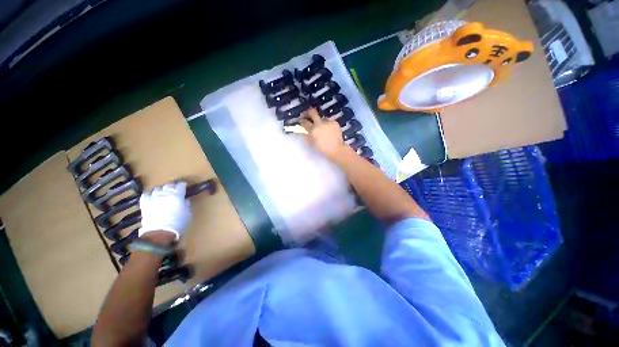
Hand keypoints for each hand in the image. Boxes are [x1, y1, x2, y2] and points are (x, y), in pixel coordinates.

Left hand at [138, 182, 190, 239]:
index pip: (181, 185)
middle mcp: (165, 193)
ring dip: (161, 191)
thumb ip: (186, 204)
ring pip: (157, 189)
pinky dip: (149, 196)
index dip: (183, 185)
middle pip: (169, 185)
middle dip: (172, 187)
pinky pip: (146, 195)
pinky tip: (152, 199)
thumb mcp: (188, 213)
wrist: (161, 231)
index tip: (184, 187)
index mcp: (178, 195)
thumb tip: (184, 200)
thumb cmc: (178, 222)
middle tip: (174, 191)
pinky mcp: (145, 203)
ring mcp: (154, 197)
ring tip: (162, 196)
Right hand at [299, 108, 346, 160]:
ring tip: (322, 128)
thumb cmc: (322, 149)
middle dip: (308, 112)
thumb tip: (302, 131)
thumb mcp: (311, 143)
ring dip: (320, 121)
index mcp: (312, 130)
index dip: (301, 121)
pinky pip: (329, 121)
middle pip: (312, 112)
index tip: (301, 121)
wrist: (336, 149)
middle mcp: (319, 124)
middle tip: (308, 115)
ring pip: (321, 118)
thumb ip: (306, 136)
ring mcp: (327, 122)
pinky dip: (327, 125)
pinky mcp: (334, 122)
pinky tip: (329, 130)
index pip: (304, 122)